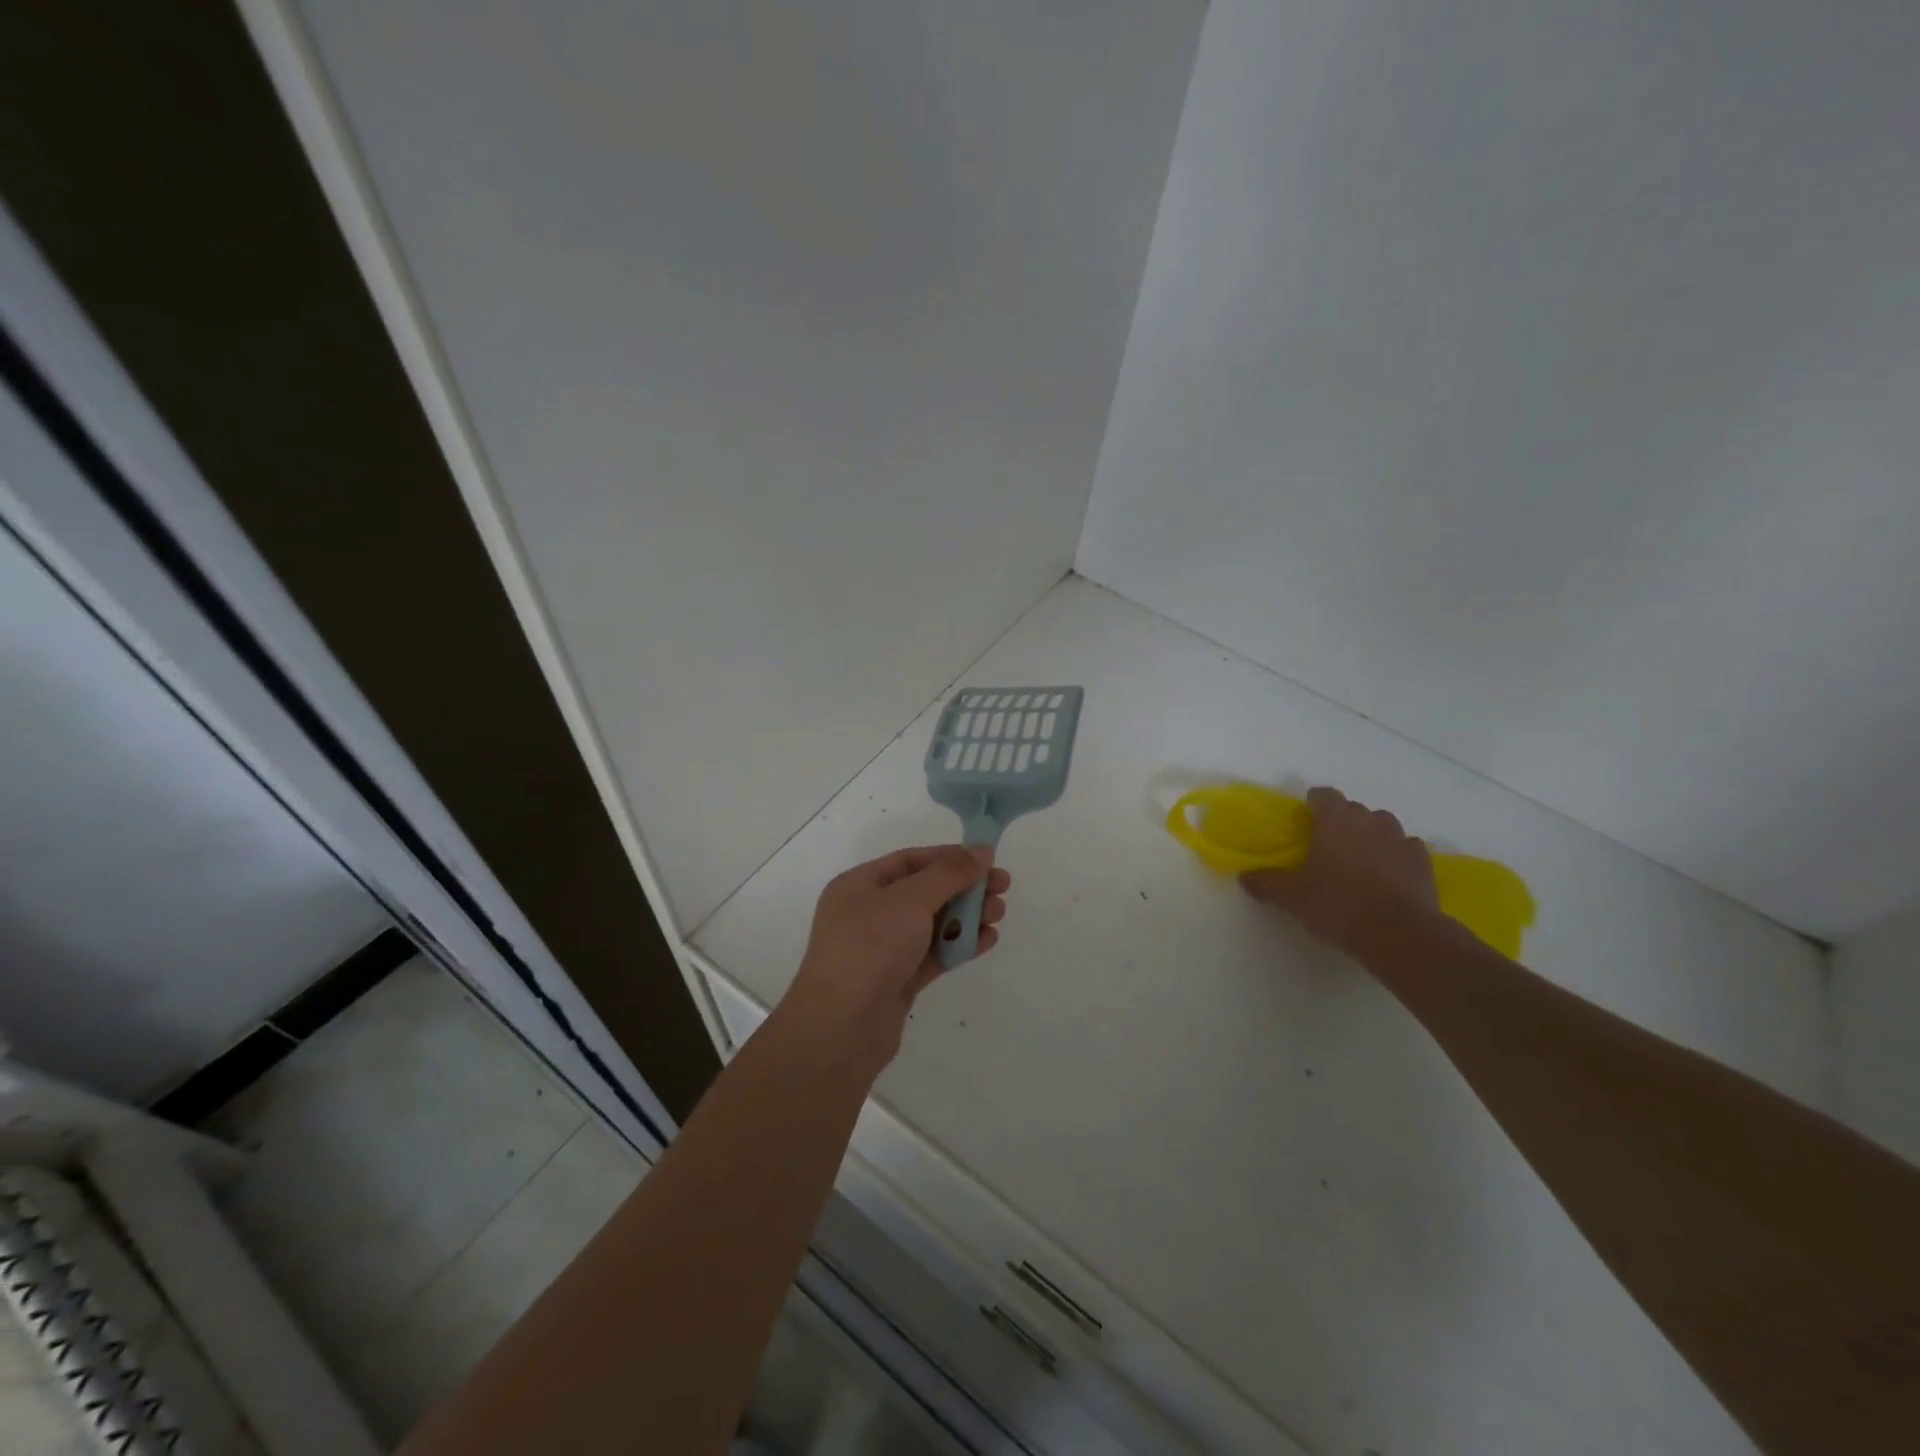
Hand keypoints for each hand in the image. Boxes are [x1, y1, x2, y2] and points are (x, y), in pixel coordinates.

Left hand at [782, 845, 1011, 1071]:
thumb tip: (981, 850)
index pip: (910, 861)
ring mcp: (882, 950)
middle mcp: (868, 913)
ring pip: (931, 924)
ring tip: (999, 913)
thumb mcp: (911, 899)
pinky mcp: (897, 981)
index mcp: (859, 885)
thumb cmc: (870, 948)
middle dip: (964, 888)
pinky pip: (933, 954)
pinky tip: (988, 940)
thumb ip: (949, 873)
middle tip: (1003, 888)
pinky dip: (959, 945)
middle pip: (924, 892)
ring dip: (966, 916)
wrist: (841, 1028)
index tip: (988, 860)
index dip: (950, 857)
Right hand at [1241, 786, 1436, 955]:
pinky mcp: (1422, 862)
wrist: (1399, 934)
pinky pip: (1406, 847)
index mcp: (1334, 822)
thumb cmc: (1337, 905)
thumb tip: (1245, 877)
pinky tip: (1389, 872)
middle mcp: (1368, 822)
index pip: (1325, 795)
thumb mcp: (1292, 897)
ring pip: (1383, 824)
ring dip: (1371, 833)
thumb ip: (1267, 883)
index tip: (1306, 816)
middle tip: (1327, 844)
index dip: (1315, 802)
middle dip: (1341, 819)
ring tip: (1360, 856)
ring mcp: (1400, 840)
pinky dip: (1396, 853)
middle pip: (1353, 808)